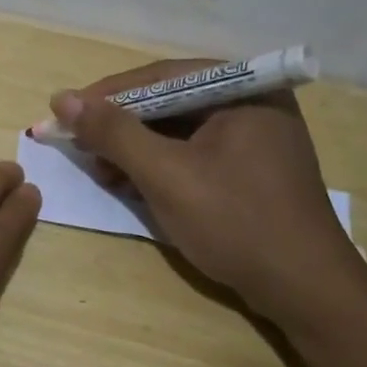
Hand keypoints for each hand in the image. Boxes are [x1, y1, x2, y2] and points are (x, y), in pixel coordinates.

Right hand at [47, 61, 366, 332]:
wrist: (304, 289)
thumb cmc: (236, 222)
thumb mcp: (166, 175)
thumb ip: (114, 133)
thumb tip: (62, 99)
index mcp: (243, 89)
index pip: (159, 77)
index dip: (105, 96)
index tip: (63, 114)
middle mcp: (251, 102)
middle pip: (168, 102)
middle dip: (120, 127)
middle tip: (78, 146)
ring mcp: (253, 137)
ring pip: (177, 131)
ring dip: (134, 149)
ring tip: (100, 170)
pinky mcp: (249, 170)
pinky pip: (192, 154)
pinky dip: (158, 167)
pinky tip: (130, 184)